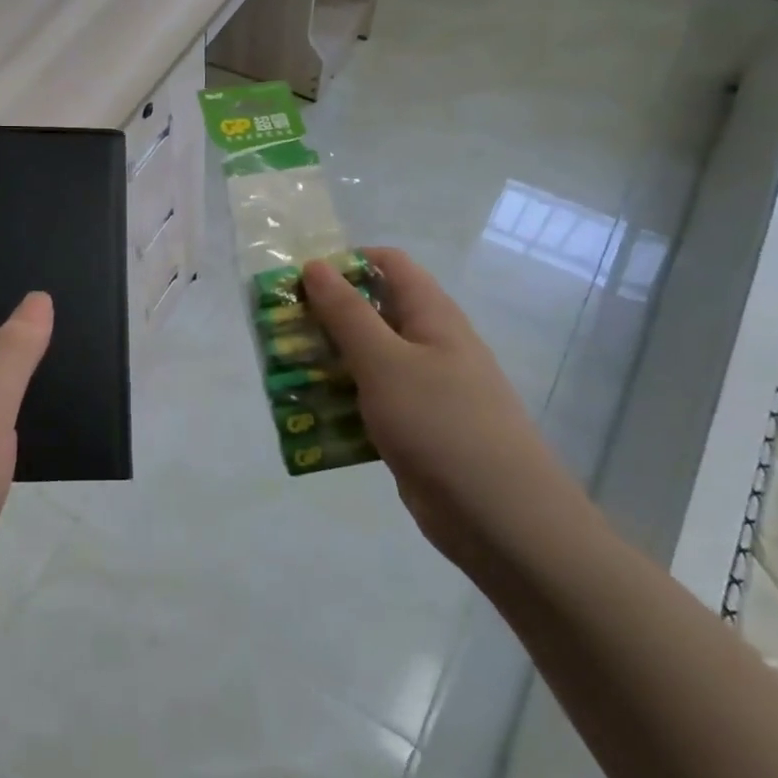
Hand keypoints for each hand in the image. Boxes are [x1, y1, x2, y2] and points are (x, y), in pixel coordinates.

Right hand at [303, 247, 584, 579]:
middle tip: (280, 331)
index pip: (388, 265)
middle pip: (371, 313)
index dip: (344, 263)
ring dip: (327, 363)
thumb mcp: (384, 361)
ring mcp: (424, 389)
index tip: (300, 281)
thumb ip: (346, 313)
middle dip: (324, 318)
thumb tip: (315, 265)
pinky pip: (370, 402)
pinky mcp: (414, 427)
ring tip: (284, 374)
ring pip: (366, 361)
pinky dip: (341, 403)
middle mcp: (429, 344)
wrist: (497, 515)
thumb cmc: (440, 422)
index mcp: (432, 315)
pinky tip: (310, 418)